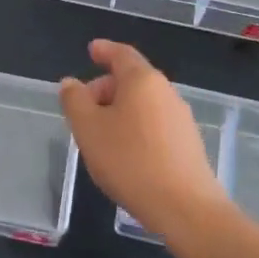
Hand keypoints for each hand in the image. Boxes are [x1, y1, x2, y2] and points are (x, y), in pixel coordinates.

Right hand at [59, 40, 225, 232]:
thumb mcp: (88, 129)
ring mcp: (181, 118)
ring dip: (119, 111)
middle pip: (132, 80)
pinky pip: (154, 124)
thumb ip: (75, 101)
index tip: (91, 50)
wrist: (184, 207)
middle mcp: (166, 92)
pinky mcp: (188, 144)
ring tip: (100, 135)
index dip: (104, 50)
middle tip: (83, 108)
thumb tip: (71, 83)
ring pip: (143, 104)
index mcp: (142, 80)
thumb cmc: (129, 160)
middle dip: (105, 88)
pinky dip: (135, 127)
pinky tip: (124, 153)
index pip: (122, 54)